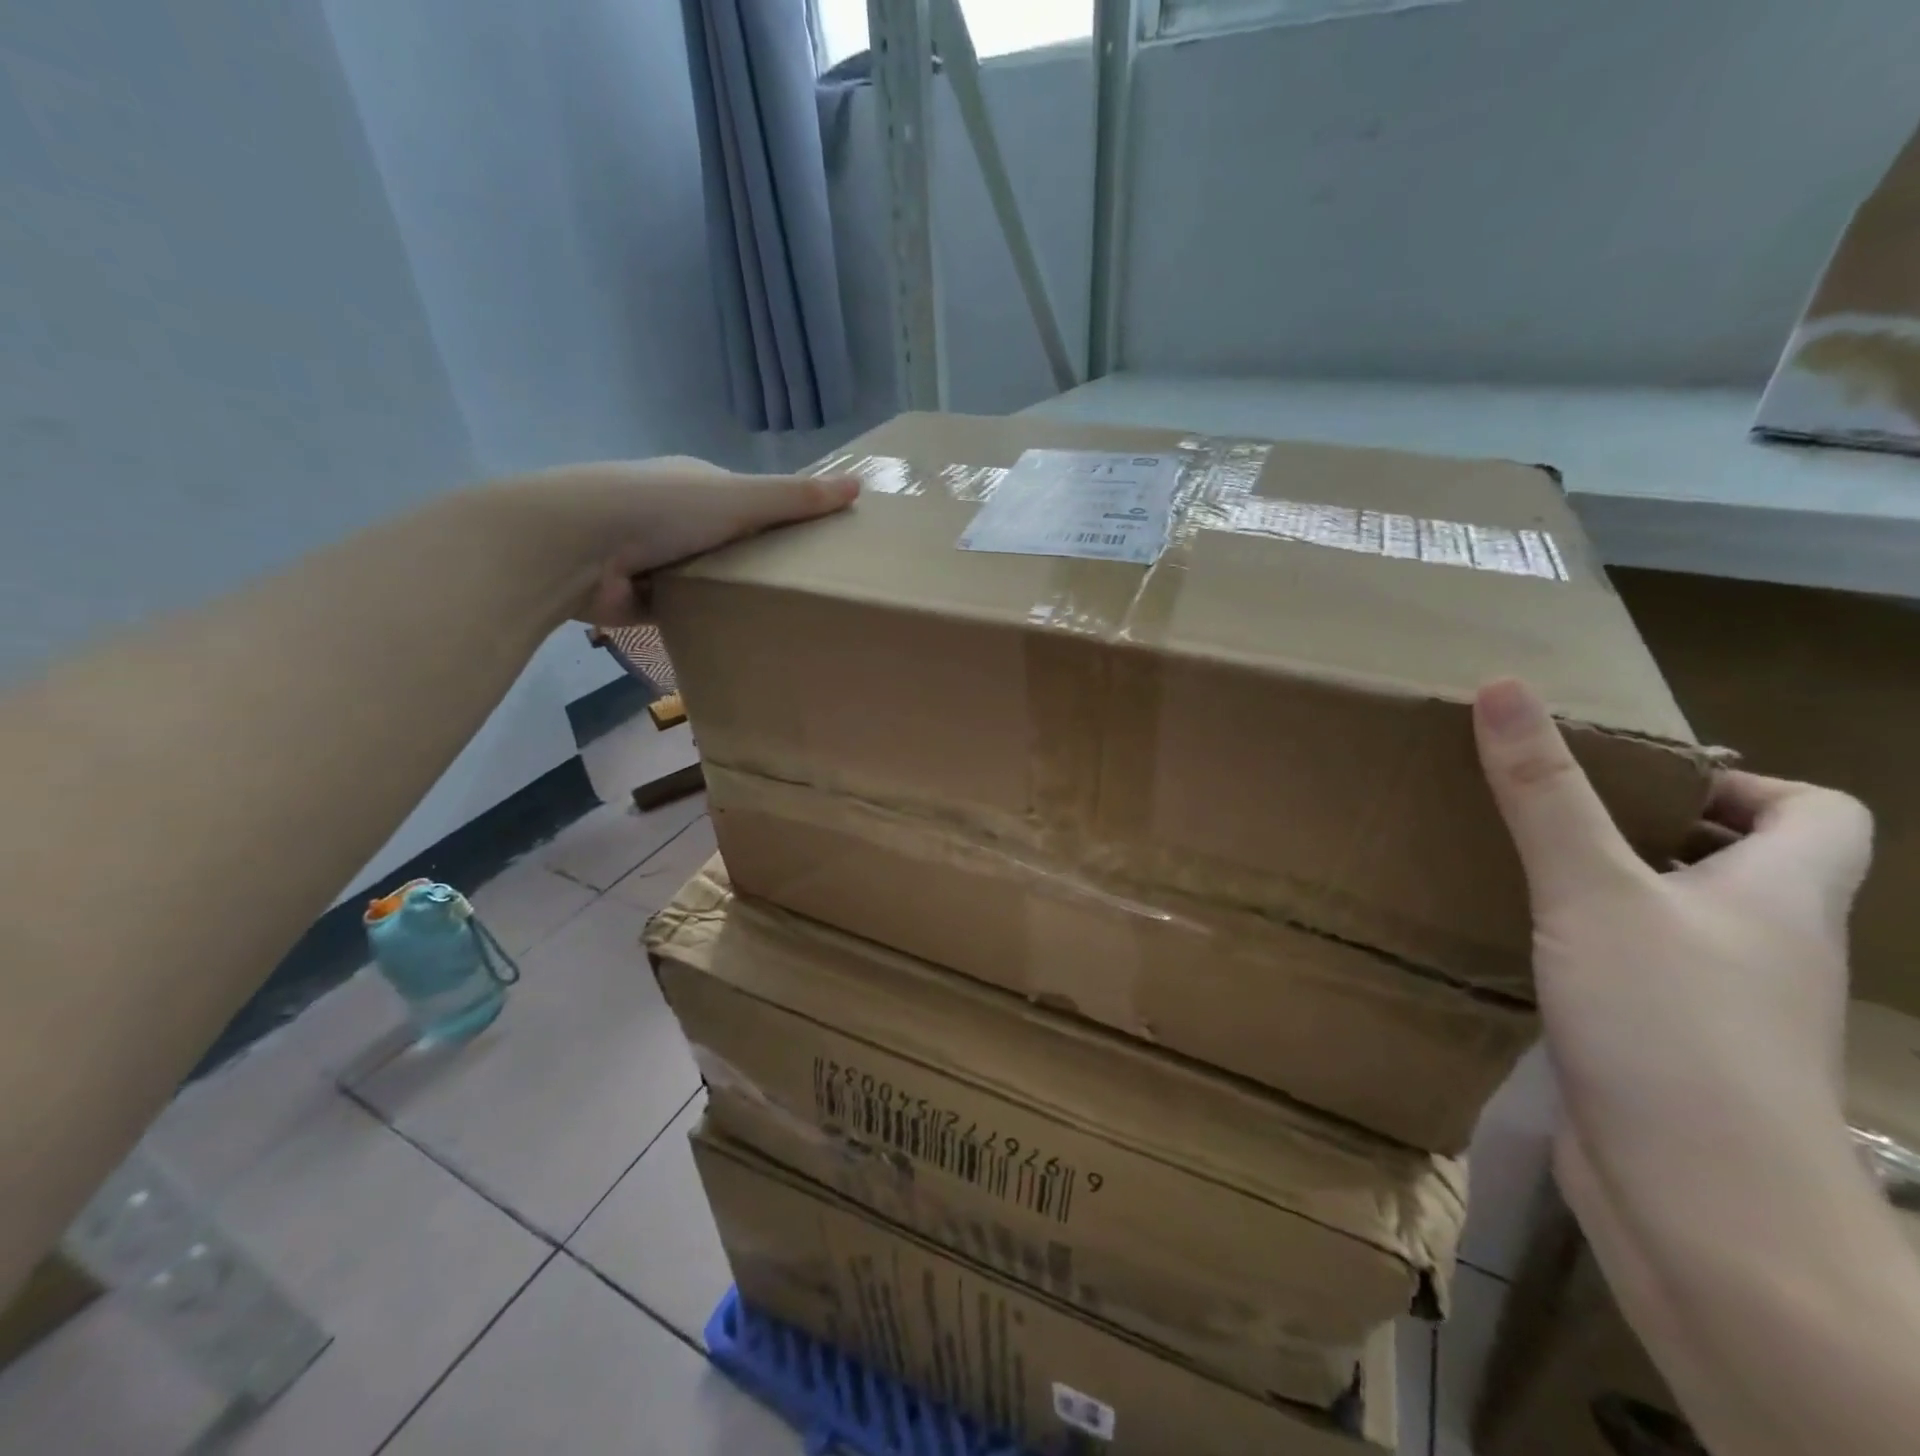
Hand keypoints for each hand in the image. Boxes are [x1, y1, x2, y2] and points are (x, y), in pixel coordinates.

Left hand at [496, 456, 858, 626]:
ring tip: (778, 620)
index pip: (749, 501)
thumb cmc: (662, 509)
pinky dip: (704, 620)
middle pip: (730, 542)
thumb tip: (859, 487)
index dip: (782, 520)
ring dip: (730, 594)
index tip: (817, 550)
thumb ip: (796, 498)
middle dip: (758, 563)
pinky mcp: (640, 597)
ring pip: (707, 578)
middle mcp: (675, 515)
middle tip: (804, 594)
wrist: (576, 545)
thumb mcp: (739, 499)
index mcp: (697, 484)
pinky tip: (734, 638)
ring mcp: (654, 557)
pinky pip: (684, 610)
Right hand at [1471, 678, 1872, 1192]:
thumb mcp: (1594, 890)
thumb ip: (1543, 792)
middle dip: (1653, 830)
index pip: (1821, 814)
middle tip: (1556, 812)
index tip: (1639, 779)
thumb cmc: (1670, 1026)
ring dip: (1615, 890)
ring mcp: (1719, 1006)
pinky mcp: (1667, 1050)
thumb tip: (1503, 687)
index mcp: (1781, 897)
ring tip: (1524, 867)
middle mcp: (1765, 947)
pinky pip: (1636, 973)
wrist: (1700, 1205)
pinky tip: (1523, 946)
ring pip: (1679, 923)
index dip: (1743, 783)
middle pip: (1740, 865)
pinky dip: (1590, 948)